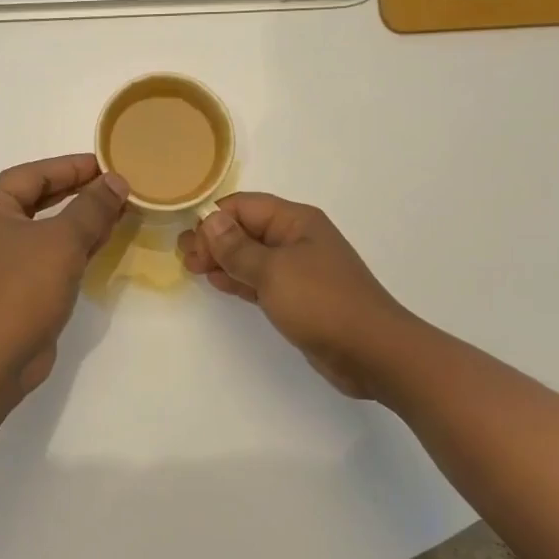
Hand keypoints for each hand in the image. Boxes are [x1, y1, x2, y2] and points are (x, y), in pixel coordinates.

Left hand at [0, 154, 129, 392]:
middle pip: (38, 198)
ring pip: (44, 226)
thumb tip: (115, 181)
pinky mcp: (12, 282)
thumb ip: (92, 206)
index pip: (35, 174)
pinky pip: (46, 251)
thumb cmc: (24, 288)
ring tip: (118, 208)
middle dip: (79, 192)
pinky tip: (102, 239)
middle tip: (117, 185)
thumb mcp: (64, 240)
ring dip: (80, 218)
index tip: (109, 163)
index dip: (74, 166)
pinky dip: (72, 244)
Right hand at [178, 193, 409, 398]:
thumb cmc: (322, 302)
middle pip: (246, 229)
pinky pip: (261, 279)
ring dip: (223, 260)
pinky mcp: (298, 297)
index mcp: (296, 221)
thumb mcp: (273, 271)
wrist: (373, 352)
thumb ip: (237, 248)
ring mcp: (299, 269)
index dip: (214, 220)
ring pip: (251, 255)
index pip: (244, 206)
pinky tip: (218, 283)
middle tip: (185, 258)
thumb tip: (210, 221)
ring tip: (193, 269)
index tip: (188, 242)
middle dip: (214, 240)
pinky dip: (239, 279)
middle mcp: (297, 238)